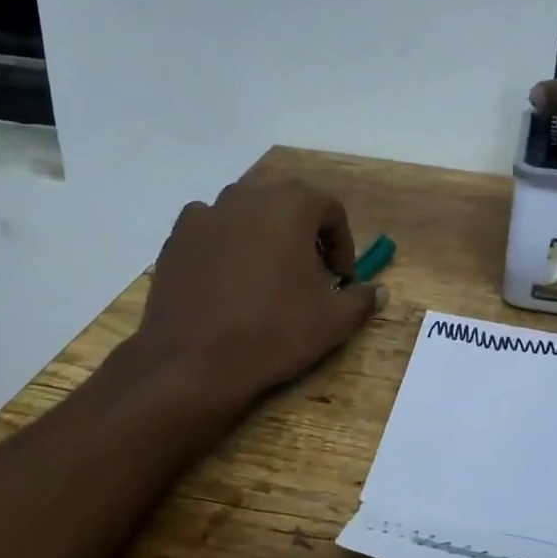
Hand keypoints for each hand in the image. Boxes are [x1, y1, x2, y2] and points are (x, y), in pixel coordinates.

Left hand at [136, 173, 385, 402]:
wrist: (195, 362)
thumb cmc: (274, 332)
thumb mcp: (333, 321)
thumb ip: (361, 299)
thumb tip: (379, 292)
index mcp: (291, 205)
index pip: (330, 210)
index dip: (342, 244)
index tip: (340, 278)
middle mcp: (247, 196)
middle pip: (287, 204)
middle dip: (304, 233)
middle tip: (308, 273)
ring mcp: (206, 213)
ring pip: (247, 213)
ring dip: (264, 234)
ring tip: (266, 275)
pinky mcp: (177, 237)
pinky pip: (211, 229)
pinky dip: (225, 244)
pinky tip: (227, 278)